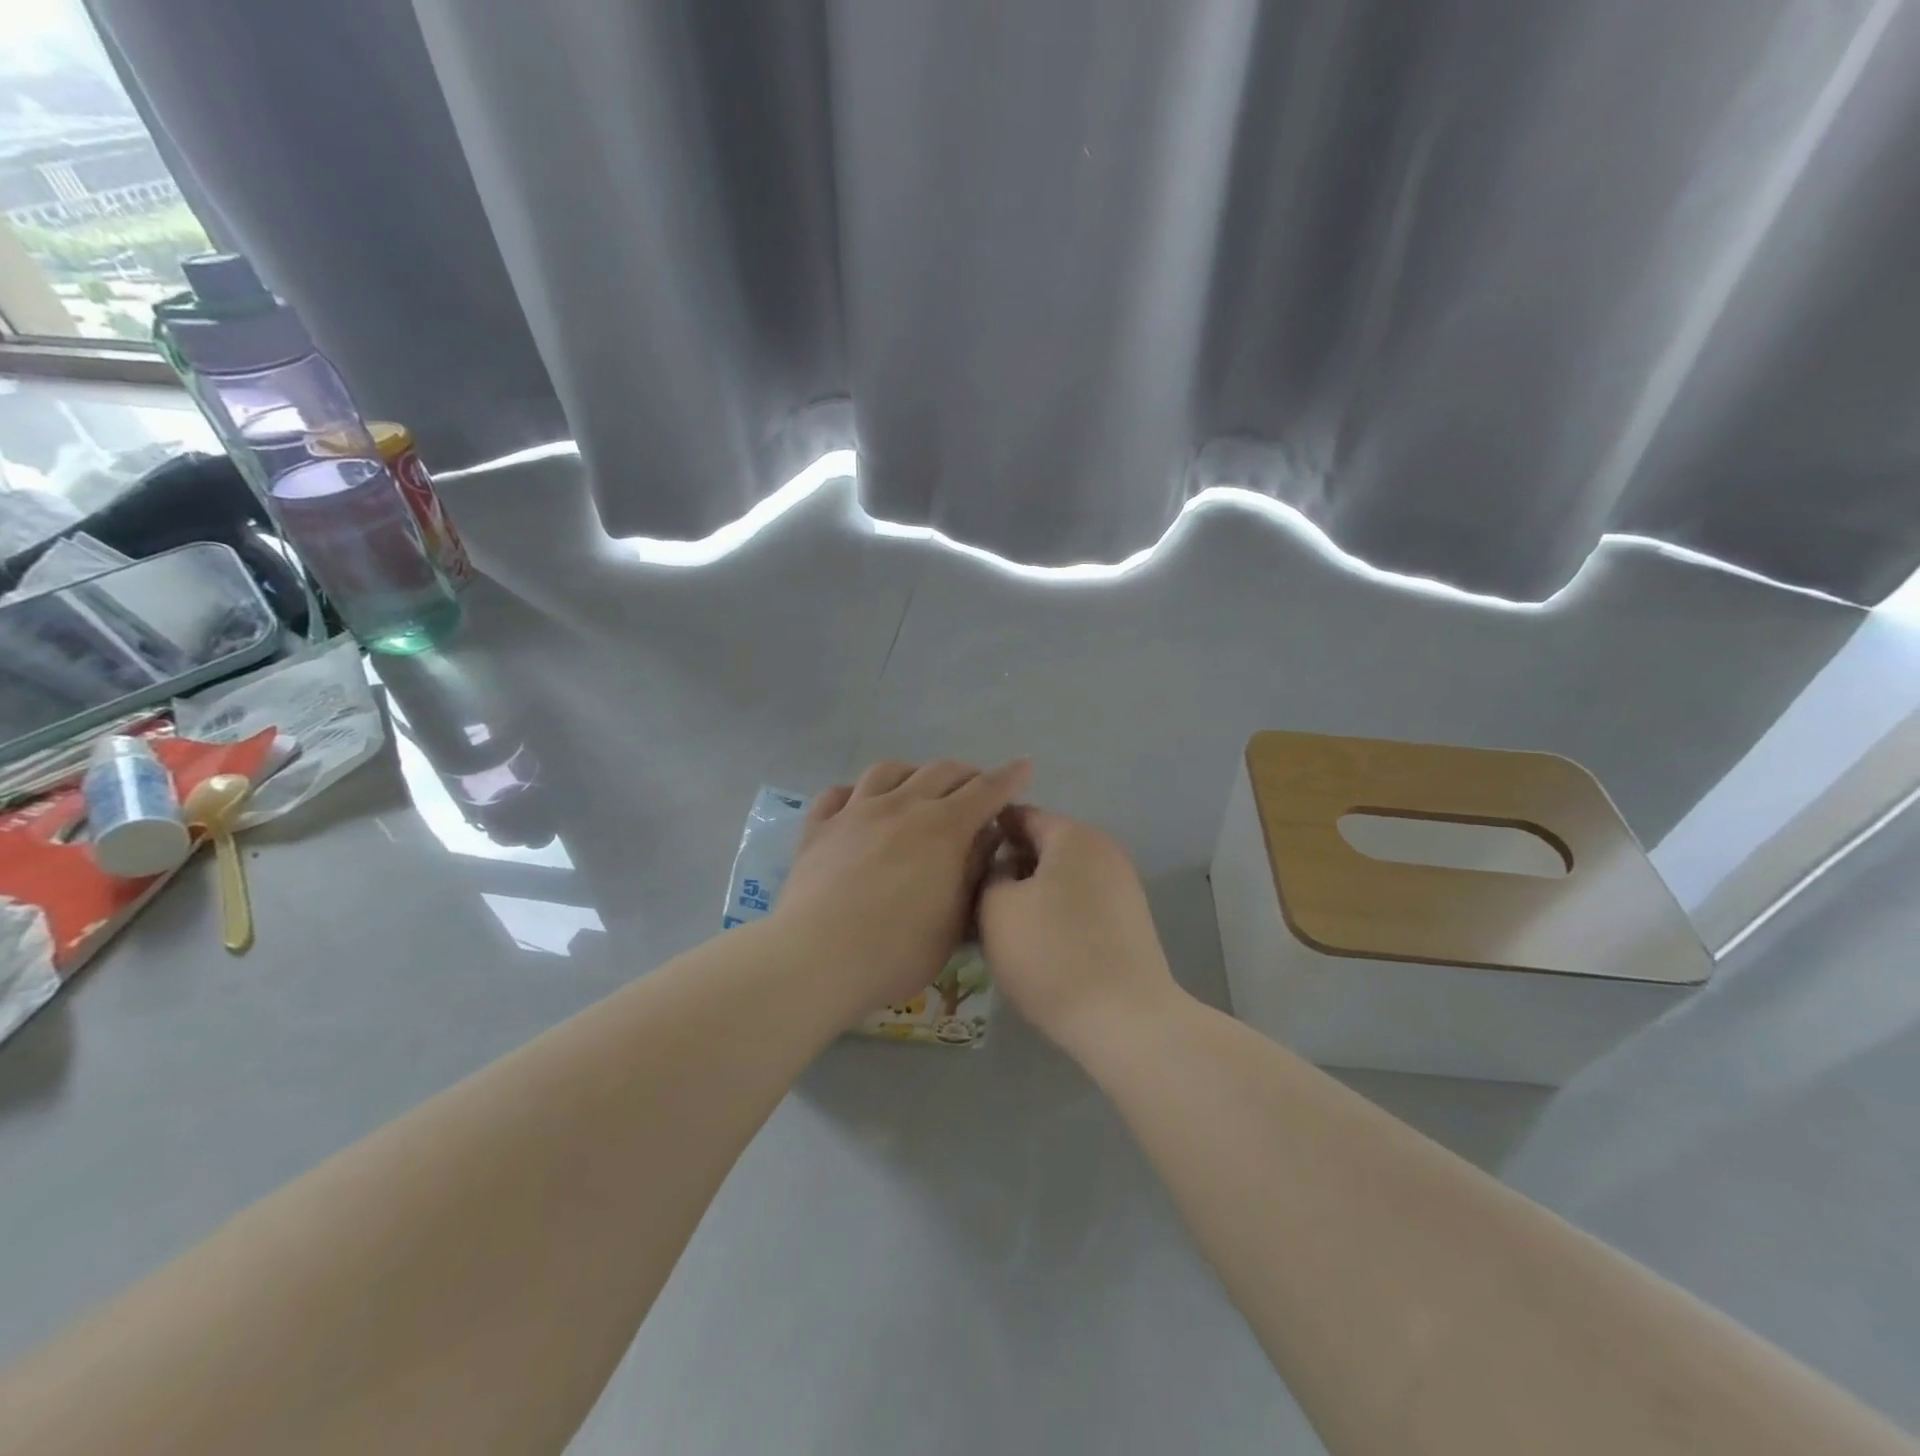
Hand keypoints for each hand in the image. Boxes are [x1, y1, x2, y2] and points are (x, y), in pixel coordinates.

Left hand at [775, 758, 1031, 1017]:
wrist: (818, 958)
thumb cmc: (898, 950)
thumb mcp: (954, 921)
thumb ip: (974, 872)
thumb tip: (987, 838)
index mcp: (943, 828)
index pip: (986, 790)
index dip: (1009, 777)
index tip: (1025, 765)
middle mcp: (902, 806)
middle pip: (940, 771)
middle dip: (966, 773)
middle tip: (976, 788)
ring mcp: (856, 811)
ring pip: (889, 770)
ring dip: (914, 773)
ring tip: (919, 788)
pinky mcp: (819, 827)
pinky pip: (838, 793)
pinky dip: (858, 792)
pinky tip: (860, 803)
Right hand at [979, 808, 1182, 1051]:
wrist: (1125, 1020)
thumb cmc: (1051, 955)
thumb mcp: (996, 908)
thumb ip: (989, 873)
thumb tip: (1001, 868)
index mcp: (1073, 835)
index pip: (1019, 815)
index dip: (985, 832)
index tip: (959, 859)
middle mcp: (1103, 849)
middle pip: (1042, 845)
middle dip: (1007, 866)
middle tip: (973, 897)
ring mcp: (1122, 885)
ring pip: (1060, 877)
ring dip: (1029, 893)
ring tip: (998, 925)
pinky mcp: (1128, 920)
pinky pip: (1079, 902)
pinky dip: (1054, 913)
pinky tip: (1033, 943)